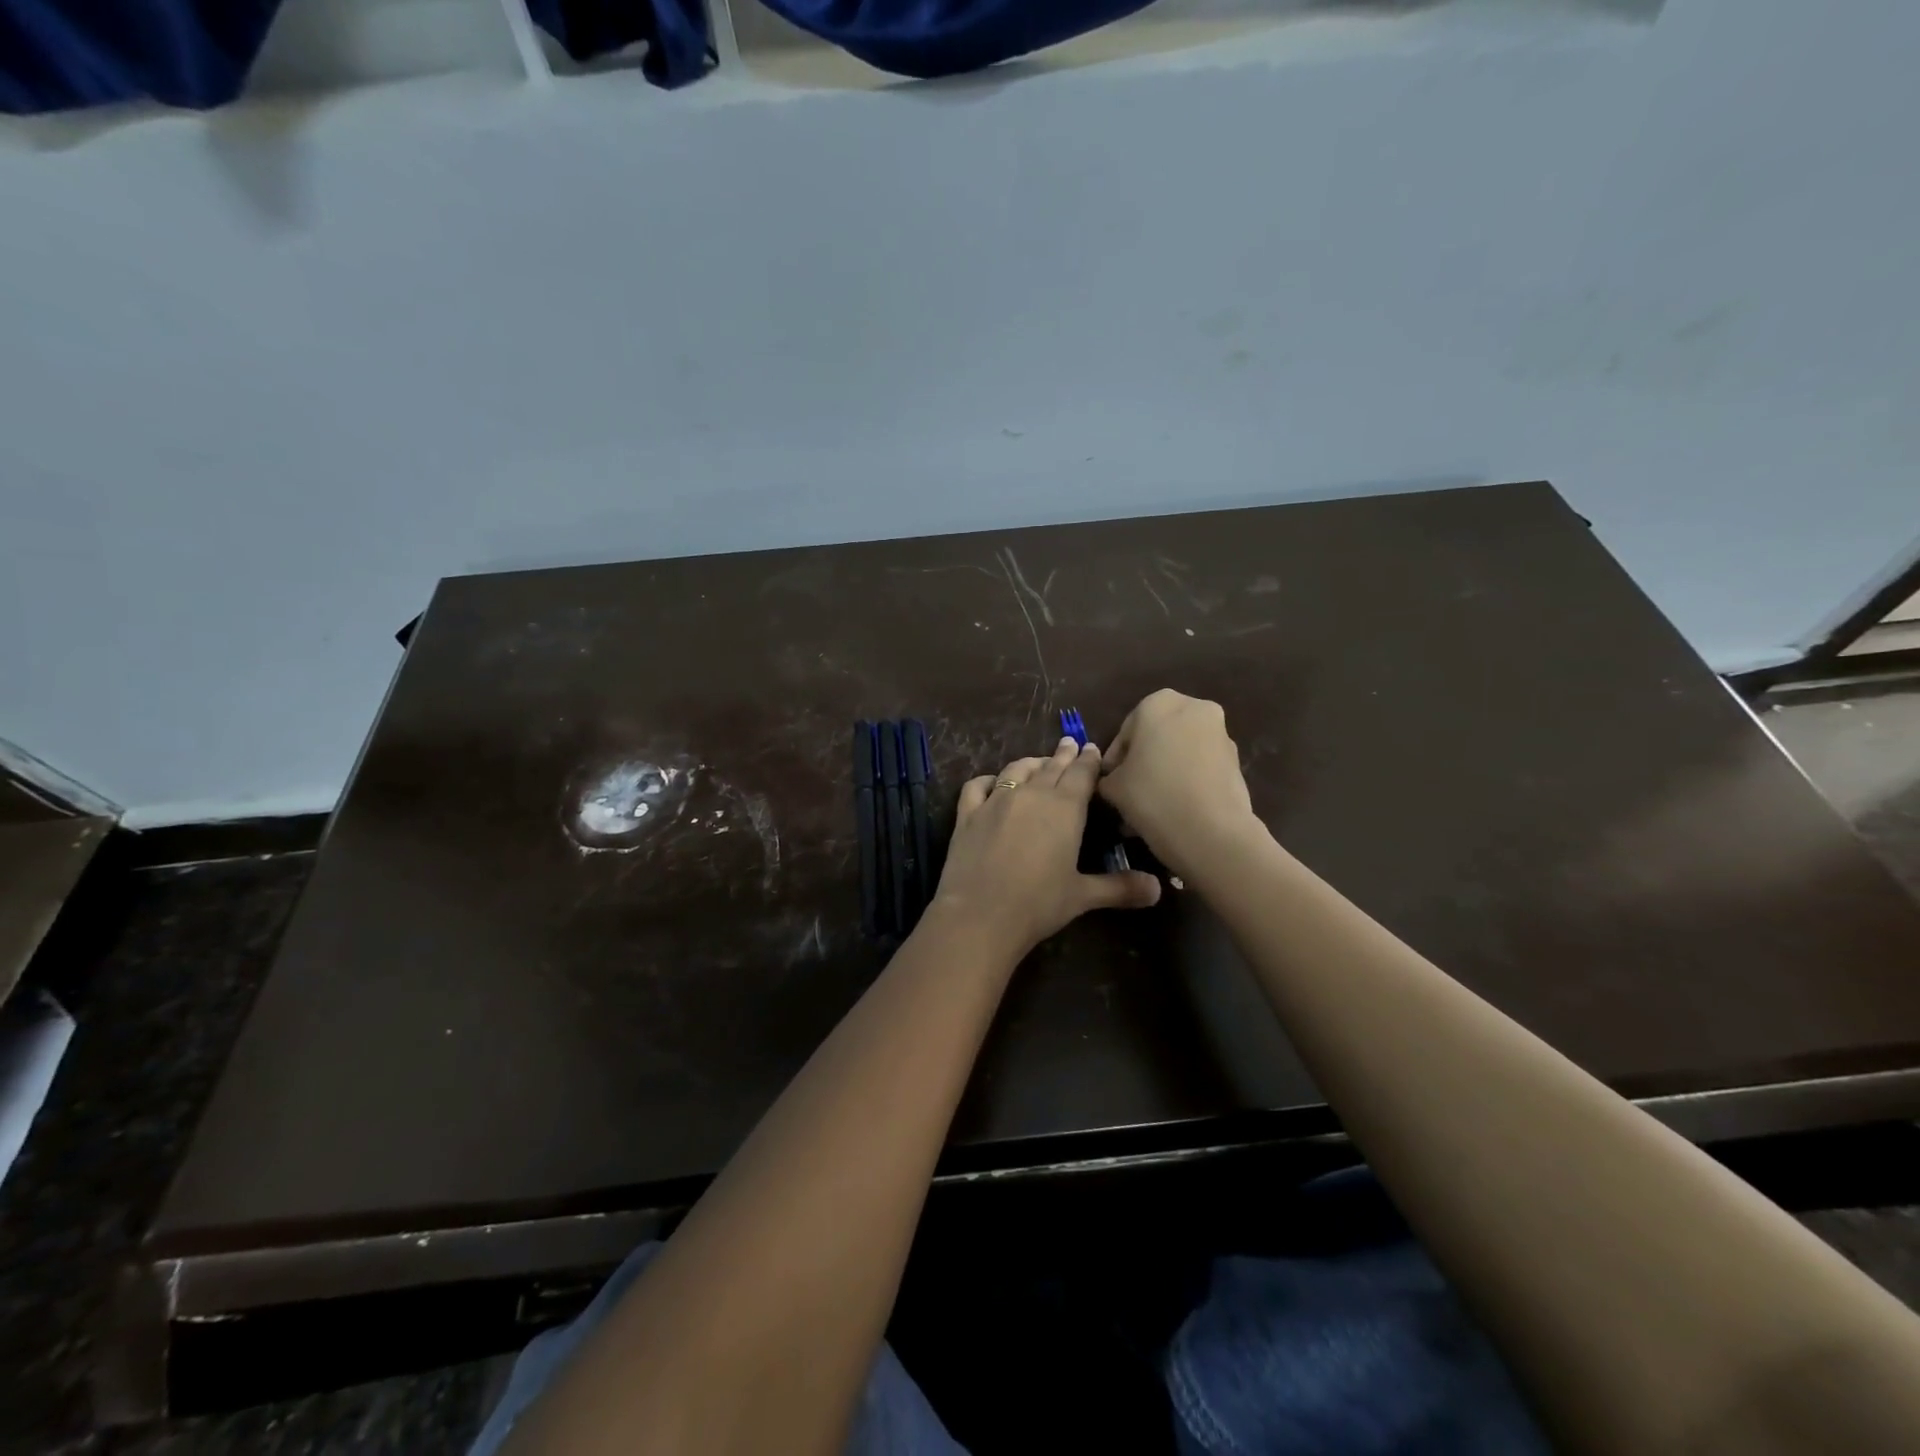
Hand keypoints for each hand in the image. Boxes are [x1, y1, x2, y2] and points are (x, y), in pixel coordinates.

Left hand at [932, 737, 1161, 959]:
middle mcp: (1032, 795)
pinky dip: (988, 780)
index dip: (1089, 760)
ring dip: (1031, 763)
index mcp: (1065, 809)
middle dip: (1063, 755)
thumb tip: (1158, 890)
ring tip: (1039, 762)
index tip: (1092, 748)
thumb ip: (1120, 888)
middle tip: (1070, 744)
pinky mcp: (967, 814)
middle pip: (1051, 767)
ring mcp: (996, 801)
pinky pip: (978, 786)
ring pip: (1017, 770)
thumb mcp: (1083, 896)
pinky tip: (992, 782)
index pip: (1082, 774)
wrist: (979, 915)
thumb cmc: (1038, 904)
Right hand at [1098, 690, 1257, 875]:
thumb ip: (1108, 777)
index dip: (1114, 761)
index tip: (1108, 784)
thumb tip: (1113, 780)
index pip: (1125, 732)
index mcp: (1158, 703)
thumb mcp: (1113, 787)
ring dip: (1164, 774)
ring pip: (1180, 753)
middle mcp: (1193, 708)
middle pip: (1156, 738)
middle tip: (1129, 794)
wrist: (1211, 831)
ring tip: (1150, 808)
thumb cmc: (1152, 795)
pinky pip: (1201, 768)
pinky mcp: (1236, 761)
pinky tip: (1174, 811)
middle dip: (1143, 764)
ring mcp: (1220, 734)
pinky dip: (1187, 782)